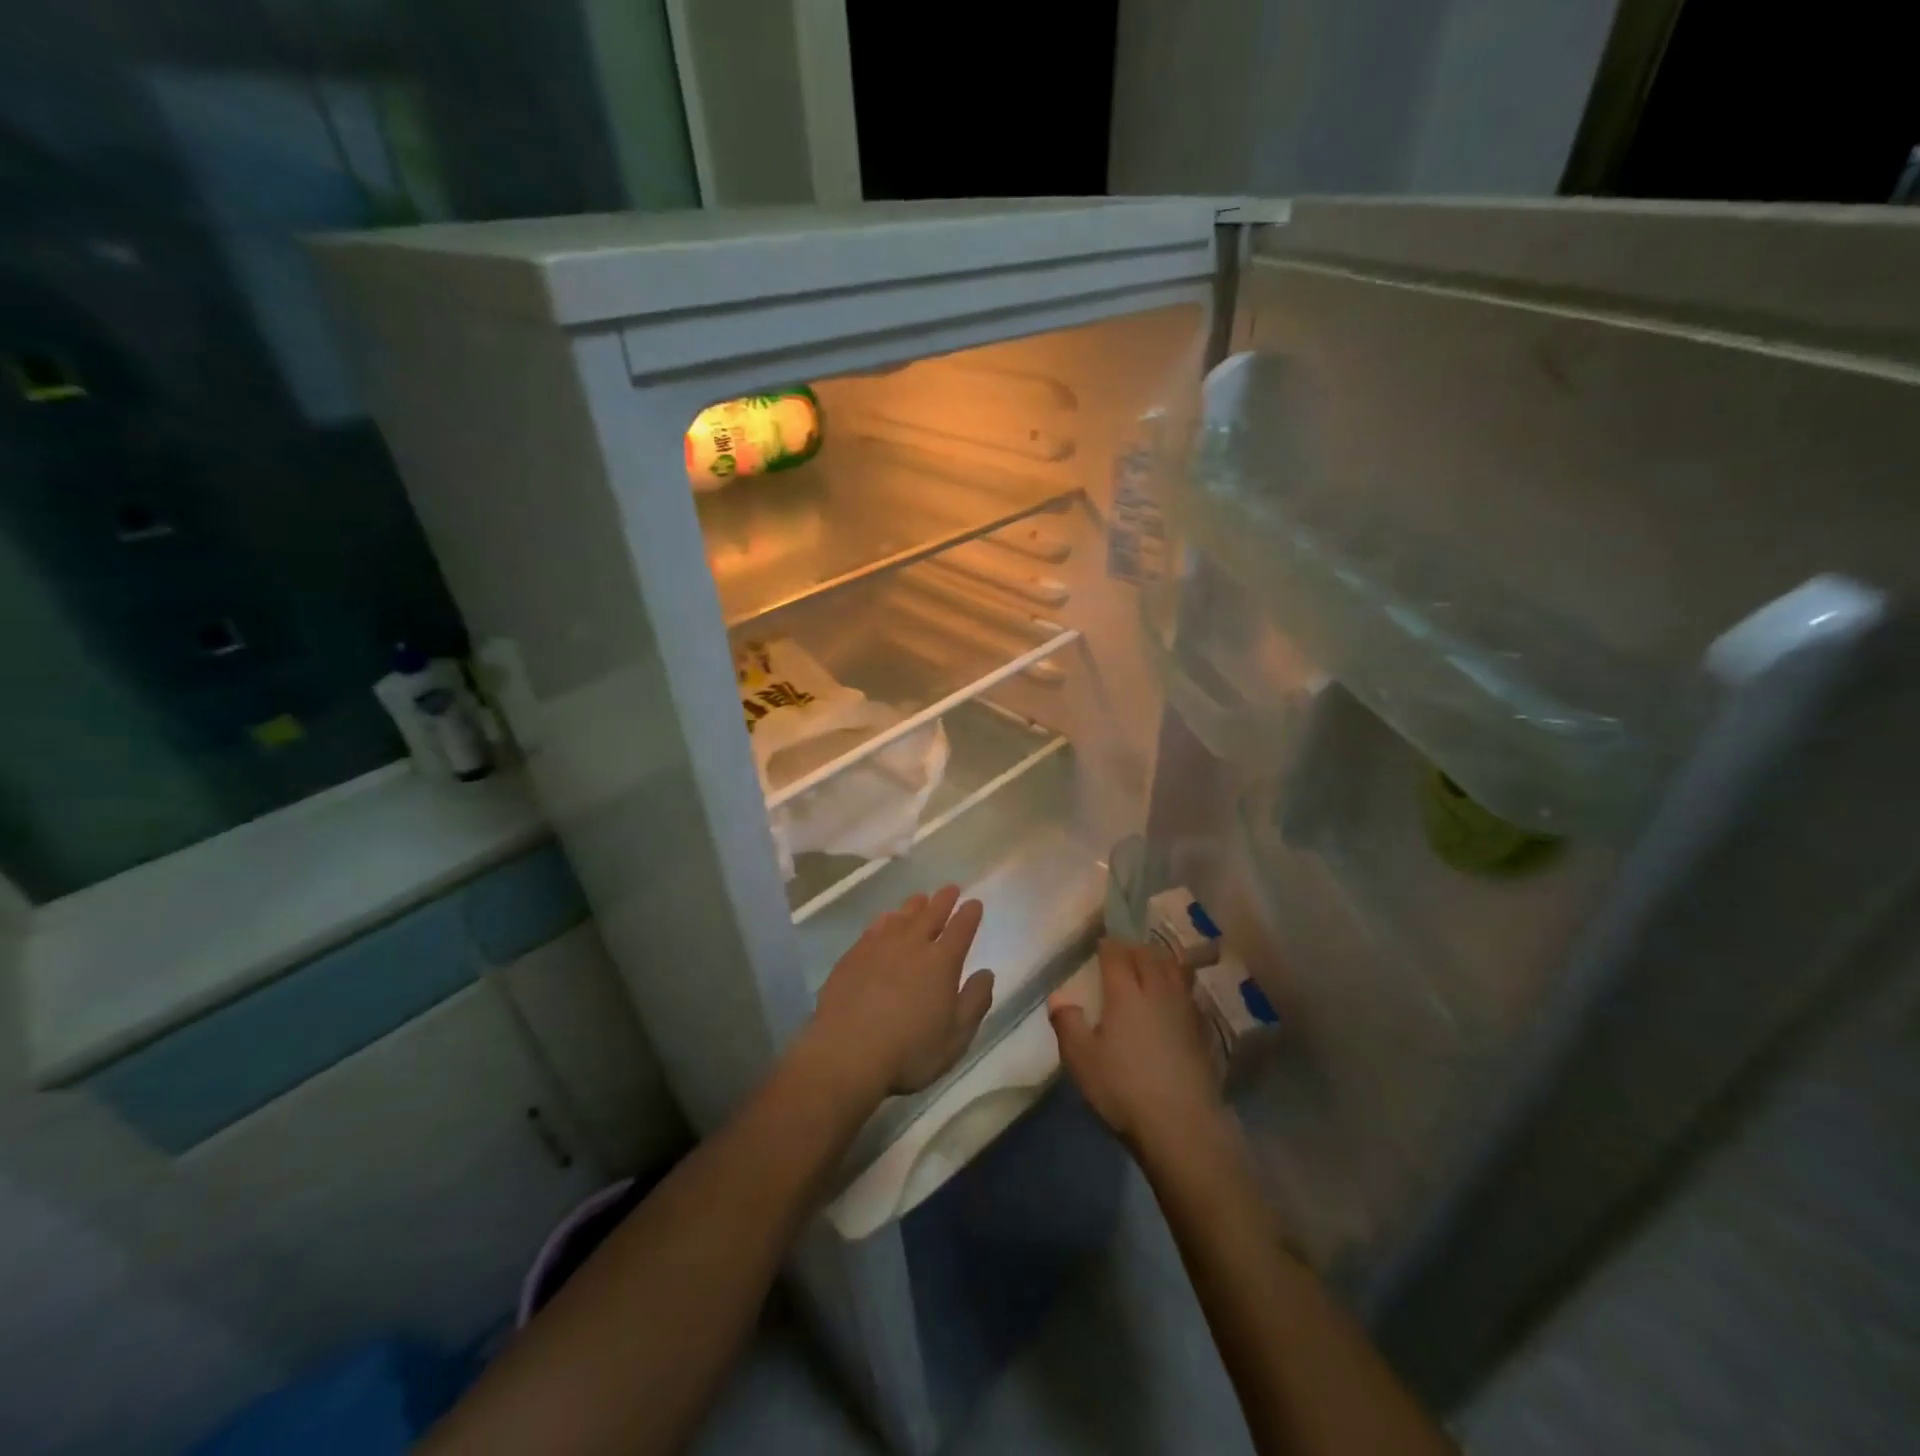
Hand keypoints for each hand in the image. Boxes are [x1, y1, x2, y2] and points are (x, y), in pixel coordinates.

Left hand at [806, 886, 994, 1097]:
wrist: (846, 1053)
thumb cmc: (909, 1050)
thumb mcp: (956, 1037)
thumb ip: (975, 1001)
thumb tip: (986, 973)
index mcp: (942, 962)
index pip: (961, 929)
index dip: (969, 914)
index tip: (974, 903)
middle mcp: (912, 944)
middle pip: (931, 914)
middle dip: (944, 900)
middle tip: (951, 888)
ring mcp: (879, 946)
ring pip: (902, 916)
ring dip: (915, 906)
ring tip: (921, 899)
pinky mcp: (853, 955)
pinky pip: (875, 927)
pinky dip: (886, 919)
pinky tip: (886, 920)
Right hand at [1049, 939, 1222, 1154]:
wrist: (1182, 1125)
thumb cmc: (1124, 1088)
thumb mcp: (1081, 1059)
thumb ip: (1067, 1023)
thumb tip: (1059, 997)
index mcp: (1125, 993)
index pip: (1117, 955)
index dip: (1108, 945)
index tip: (1100, 944)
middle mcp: (1157, 992)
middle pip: (1149, 956)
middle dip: (1134, 948)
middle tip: (1123, 951)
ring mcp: (1184, 1010)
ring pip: (1174, 970)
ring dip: (1160, 960)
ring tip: (1151, 962)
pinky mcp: (1201, 1030)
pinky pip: (1188, 992)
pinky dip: (1178, 983)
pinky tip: (1173, 995)